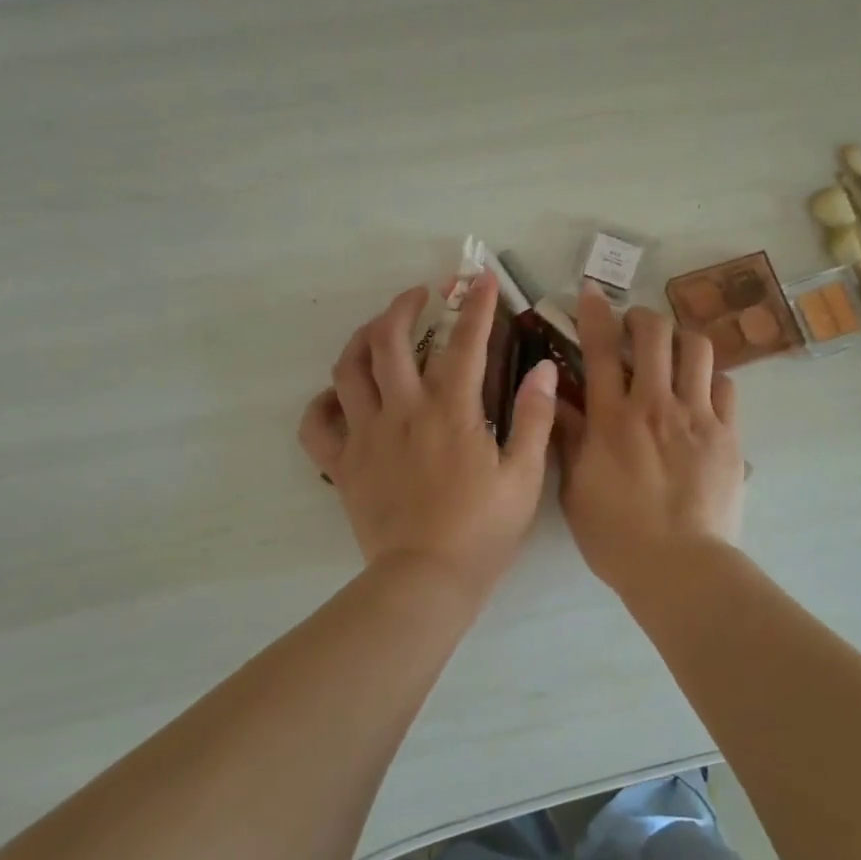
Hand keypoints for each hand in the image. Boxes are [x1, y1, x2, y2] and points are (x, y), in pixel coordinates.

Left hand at [299, 272, 557, 597]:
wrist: (427, 580)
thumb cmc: (482, 530)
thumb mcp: (524, 476)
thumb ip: (534, 418)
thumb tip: (543, 369)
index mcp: (451, 412)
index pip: (465, 343)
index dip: (476, 306)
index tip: (482, 279)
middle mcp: (403, 411)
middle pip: (389, 340)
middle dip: (404, 306)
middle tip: (419, 295)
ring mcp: (366, 436)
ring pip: (347, 370)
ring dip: (361, 339)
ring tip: (377, 330)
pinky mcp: (343, 465)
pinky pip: (317, 425)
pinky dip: (322, 403)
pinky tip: (338, 397)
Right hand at [557, 284, 744, 593]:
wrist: (679, 566)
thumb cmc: (616, 534)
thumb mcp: (575, 488)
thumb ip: (568, 438)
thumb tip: (555, 398)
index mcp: (612, 418)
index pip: (602, 348)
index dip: (596, 312)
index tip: (591, 292)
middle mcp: (655, 404)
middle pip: (655, 333)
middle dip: (643, 318)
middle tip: (635, 326)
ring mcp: (697, 416)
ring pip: (697, 348)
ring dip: (681, 339)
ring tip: (673, 351)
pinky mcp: (728, 434)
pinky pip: (726, 385)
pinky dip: (711, 378)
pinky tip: (702, 390)